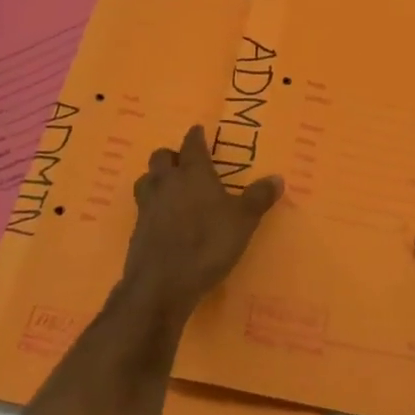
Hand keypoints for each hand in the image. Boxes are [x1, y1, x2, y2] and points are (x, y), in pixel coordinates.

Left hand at [120, 126, 281, 325]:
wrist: (162, 284)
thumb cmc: (207, 244)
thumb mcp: (243, 221)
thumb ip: (259, 198)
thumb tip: (277, 178)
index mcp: (193, 173)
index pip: (192, 144)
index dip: (195, 136)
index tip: (198, 130)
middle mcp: (167, 183)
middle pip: (161, 157)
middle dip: (172, 156)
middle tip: (184, 163)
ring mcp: (147, 206)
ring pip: (146, 179)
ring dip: (156, 179)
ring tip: (169, 188)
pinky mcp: (137, 230)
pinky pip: (142, 207)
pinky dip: (152, 207)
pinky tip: (163, 220)